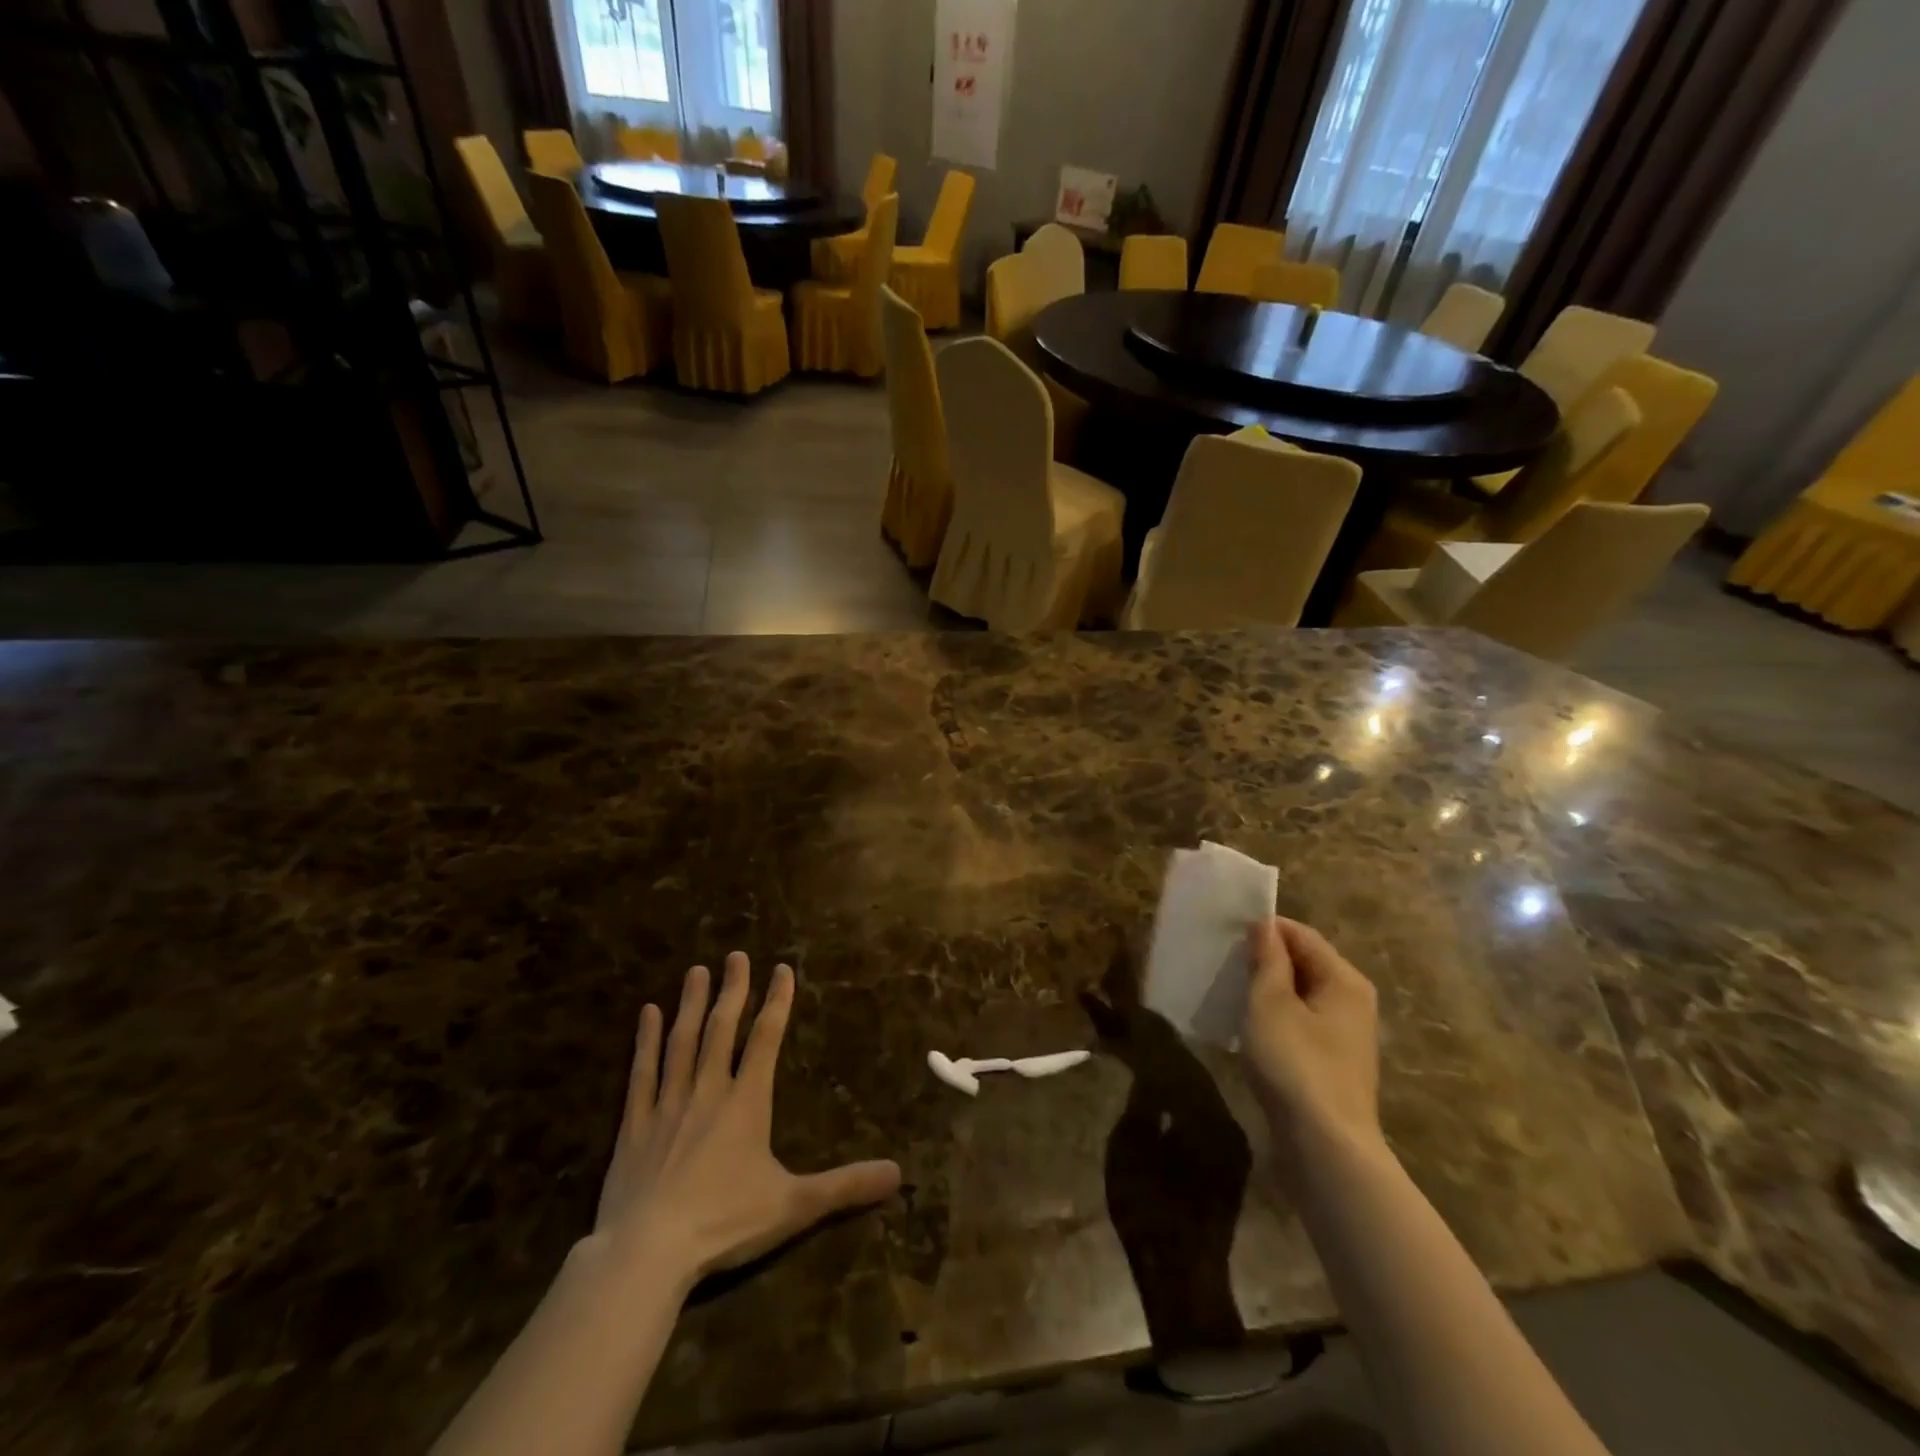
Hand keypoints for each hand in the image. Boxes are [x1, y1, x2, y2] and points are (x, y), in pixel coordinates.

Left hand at [592, 953, 900, 1286]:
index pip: (766, 1039)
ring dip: (691, 1005)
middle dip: (733, 990)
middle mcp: (708, 1091)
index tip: (782, 968)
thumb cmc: (724, 1224)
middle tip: (735, 955)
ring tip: (696, 971)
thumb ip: (845, 1187)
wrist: (647, 1254)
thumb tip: (898, 1173)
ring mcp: (668, 1104)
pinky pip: (642, 1073)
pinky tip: (647, 1014)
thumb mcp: (794, 1206)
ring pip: (682, 1042)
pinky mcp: (634, 1125)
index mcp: (747, 1103)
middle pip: (722, 1029)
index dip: (777, 1002)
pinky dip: (645, 1041)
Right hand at [1241, 918, 1381, 1162]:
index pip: (1302, 935)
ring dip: (1267, 990)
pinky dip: (1275, 1017)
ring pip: (1300, 995)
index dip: (1265, 929)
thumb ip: (1268, 960)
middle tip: (1224, 962)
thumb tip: (1265, 926)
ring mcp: (1345, 1036)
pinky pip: (1300, 1023)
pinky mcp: (1331, 1063)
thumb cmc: (1296, 1063)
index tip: (1226, 933)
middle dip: (1265, 959)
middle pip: (1305, 963)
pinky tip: (1249, 1027)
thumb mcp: (1271, 1003)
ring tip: (1230, 991)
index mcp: (1344, 980)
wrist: (1325, 1147)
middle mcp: (1352, 1002)